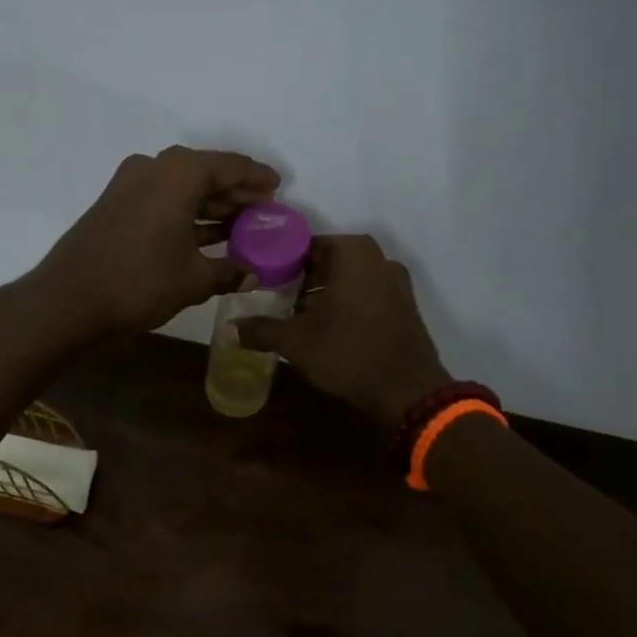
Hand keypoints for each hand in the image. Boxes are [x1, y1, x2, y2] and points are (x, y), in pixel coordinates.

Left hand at [20, 146, 280, 338]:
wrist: (69, 298)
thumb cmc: (140, 281)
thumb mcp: (194, 279)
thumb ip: (229, 271)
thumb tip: (253, 274)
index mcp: (179, 172)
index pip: (231, 166)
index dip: (258, 178)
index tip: (278, 188)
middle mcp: (154, 167)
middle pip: (206, 173)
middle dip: (236, 193)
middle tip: (263, 212)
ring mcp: (130, 184)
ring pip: (182, 188)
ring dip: (211, 205)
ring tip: (241, 226)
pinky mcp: (115, 204)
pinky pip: (163, 200)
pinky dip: (186, 214)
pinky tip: (206, 235)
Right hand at [236, 234, 451, 428]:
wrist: (407, 392)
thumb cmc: (348, 354)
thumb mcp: (296, 342)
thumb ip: (261, 330)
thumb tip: (230, 328)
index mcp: (353, 253)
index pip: (305, 245)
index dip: (279, 263)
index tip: (262, 282)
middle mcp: (379, 258)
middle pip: (328, 261)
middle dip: (301, 279)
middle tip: (275, 300)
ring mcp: (396, 282)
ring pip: (348, 279)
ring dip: (323, 294)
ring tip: (297, 318)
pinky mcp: (404, 305)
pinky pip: (366, 294)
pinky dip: (345, 304)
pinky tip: (327, 330)